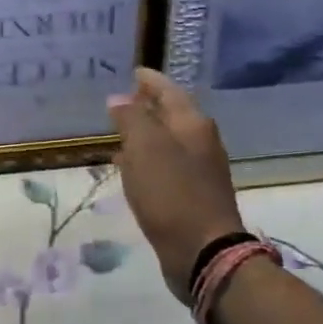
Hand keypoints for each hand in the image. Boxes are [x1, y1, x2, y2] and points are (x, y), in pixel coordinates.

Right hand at [106, 68, 243, 299]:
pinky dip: (147, 160)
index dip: (150, 81)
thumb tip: (119, 99)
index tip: (134, 71)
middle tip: (122, 99)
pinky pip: (165, 166)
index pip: (169, 91)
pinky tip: (130, 168)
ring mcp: (199, 170)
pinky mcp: (192, 196)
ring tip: (120, 131)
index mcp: (193, 125)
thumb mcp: (145, 148)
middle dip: (148, 105)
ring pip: (168, 142)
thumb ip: (132, 119)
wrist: (203, 252)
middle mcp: (200, 143)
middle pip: (172, 115)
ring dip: (146, 134)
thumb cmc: (172, 194)